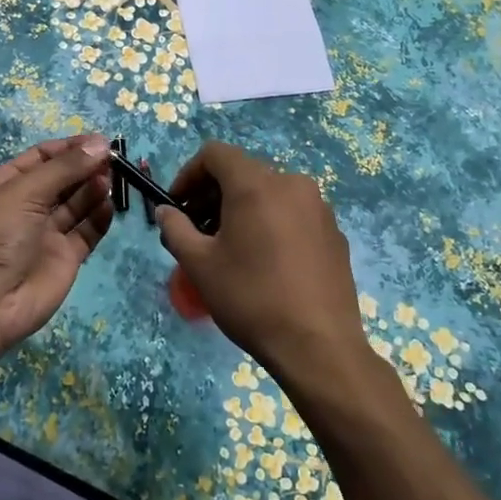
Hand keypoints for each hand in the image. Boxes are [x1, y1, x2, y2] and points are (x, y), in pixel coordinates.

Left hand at [0, 134, 113, 351]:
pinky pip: (87, 231)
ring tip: (110, 181)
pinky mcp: (65, 257)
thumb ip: (66, 167)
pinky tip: (108, 206)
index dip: (71, 147)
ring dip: (94, 189)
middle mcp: (28, 205)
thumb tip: (101, 143)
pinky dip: (99, 218)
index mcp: (7, 183)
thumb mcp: (25, 191)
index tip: (101, 141)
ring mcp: (47, 232)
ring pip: (78, 203)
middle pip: (64, 178)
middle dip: (87, 167)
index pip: (44, 156)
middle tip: (113, 160)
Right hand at [156, 142, 369, 391]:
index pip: (216, 153)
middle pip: (243, 172)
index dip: (189, 173)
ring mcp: (319, 207)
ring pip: (270, 193)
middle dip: (213, 194)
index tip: (178, 205)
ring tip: (230, 248)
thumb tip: (166, 211)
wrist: (318, 346)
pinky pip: (294, 214)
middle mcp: (291, 183)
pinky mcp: (334, 232)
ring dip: (242, 208)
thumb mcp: (200, 265)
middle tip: (197, 230)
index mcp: (256, 184)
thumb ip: (176, 229)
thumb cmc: (251, 298)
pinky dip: (271, 223)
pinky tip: (265, 262)